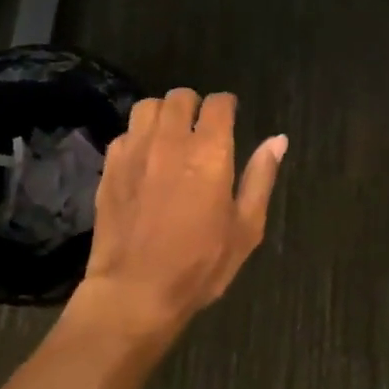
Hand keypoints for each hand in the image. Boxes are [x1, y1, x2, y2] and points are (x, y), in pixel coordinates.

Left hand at [70, 88, 286, 343]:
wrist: (135, 291)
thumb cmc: (199, 265)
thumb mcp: (245, 228)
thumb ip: (261, 178)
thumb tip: (278, 140)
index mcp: (210, 152)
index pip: (218, 103)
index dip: (227, 106)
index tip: (230, 117)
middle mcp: (171, 141)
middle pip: (180, 96)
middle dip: (194, 106)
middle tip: (200, 129)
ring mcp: (135, 151)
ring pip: (148, 107)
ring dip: (163, 114)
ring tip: (170, 136)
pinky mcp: (110, 167)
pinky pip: (125, 133)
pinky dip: (138, 137)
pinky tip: (144, 159)